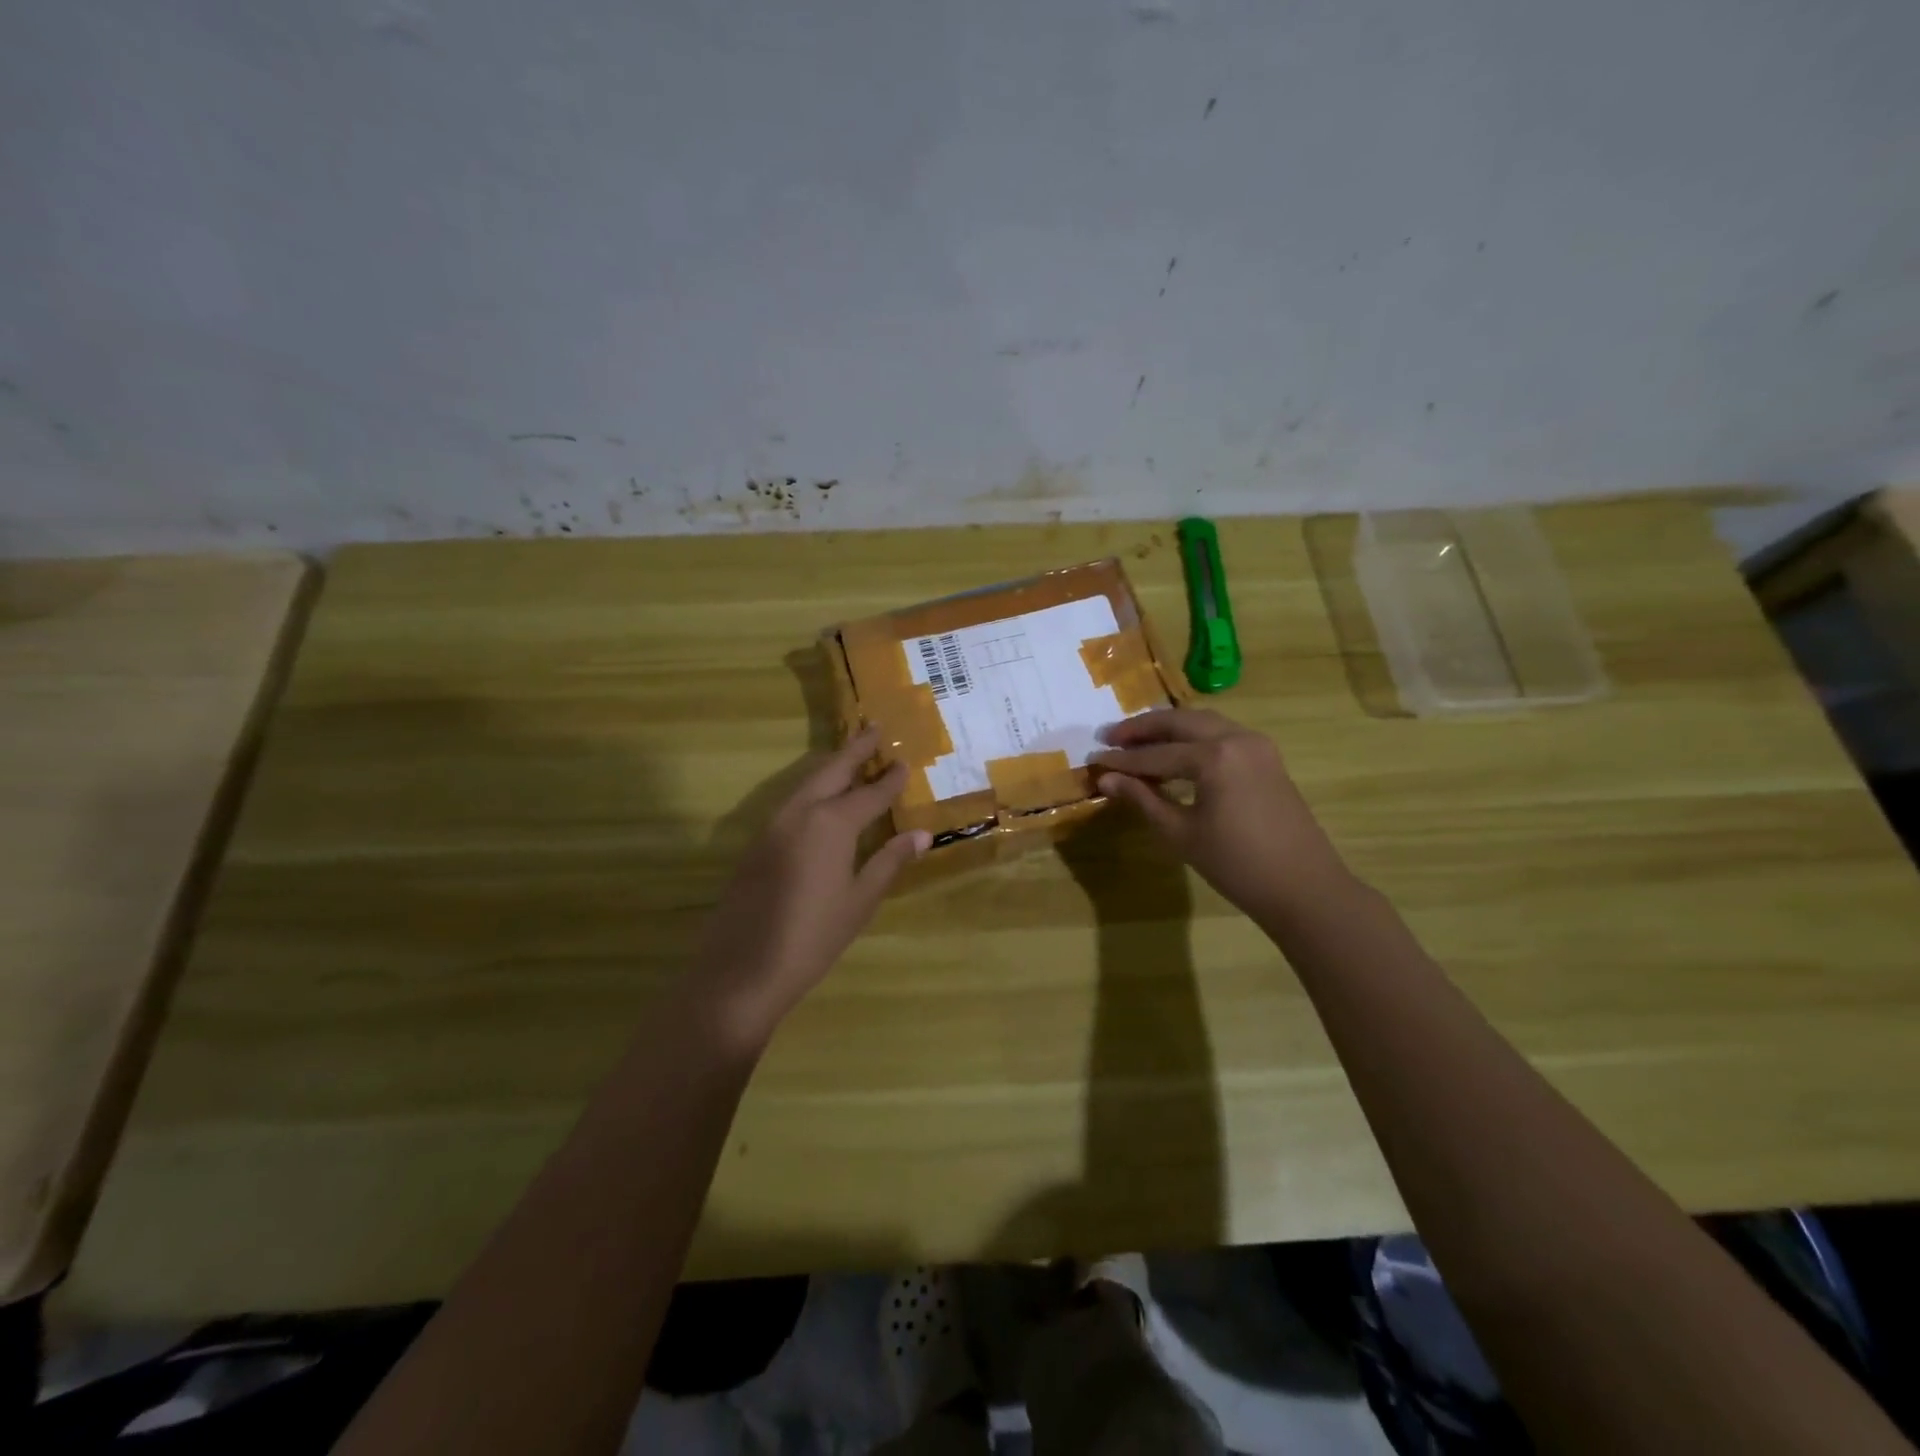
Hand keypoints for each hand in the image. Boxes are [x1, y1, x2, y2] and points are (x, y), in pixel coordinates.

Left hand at [694, 728, 929, 1048]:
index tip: (905, 761)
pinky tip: (821, 800)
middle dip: (855, 749)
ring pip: (807, 783)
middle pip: (832, 771)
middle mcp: (801, 813)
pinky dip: (812, 790)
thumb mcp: (860, 901)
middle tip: (874, 727)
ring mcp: (773, 826)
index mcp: (832, 824)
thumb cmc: (813, 937)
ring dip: (831, 767)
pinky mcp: (757, 844)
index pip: (870, 792)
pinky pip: (791, 803)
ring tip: (851, 757)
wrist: (742, 970)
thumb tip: (922, 834)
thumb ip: (889, 862)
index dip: (890, 778)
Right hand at [1090, 708, 1348, 927]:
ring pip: (1203, 723)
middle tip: (1110, 738)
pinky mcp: (1267, 758)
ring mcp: (1257, 745)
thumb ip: (1142, 799)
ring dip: (1169, 729)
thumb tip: (1106, 779)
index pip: (1156, 753)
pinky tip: (1175, 754)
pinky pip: (1222, 734)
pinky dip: (1193, 738)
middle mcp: (1236, 738)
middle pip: (1180, 722)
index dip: (1122, 760)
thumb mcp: (1180, 833)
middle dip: (1143, 729)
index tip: (1093, 760)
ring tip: (1138, 742)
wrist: (1304, 888)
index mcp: (1215, 757)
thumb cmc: (1237, 865)